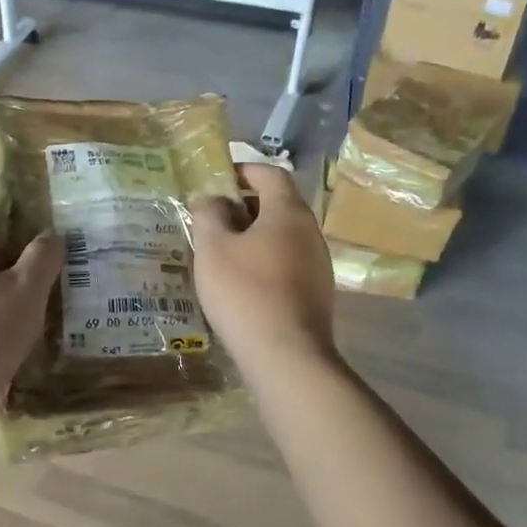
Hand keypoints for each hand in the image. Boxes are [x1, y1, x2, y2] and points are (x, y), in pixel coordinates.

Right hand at [189, 164, 335, 370]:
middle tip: (211, 220)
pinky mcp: (317, 292)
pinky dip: (265, 261)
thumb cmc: (244, 292)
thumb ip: (208, 214)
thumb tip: (212, 199)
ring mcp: (318, 263)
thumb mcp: (213, 248)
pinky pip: (287, 262)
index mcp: (288, 212)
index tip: (216, 180)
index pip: (270, 173)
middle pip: (278, 204)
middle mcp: (310, 231)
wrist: (286, 355)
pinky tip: (242, 284)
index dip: (243, 170)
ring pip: (282, 236)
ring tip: (222, 254)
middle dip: (244, 206)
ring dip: (254, 236)